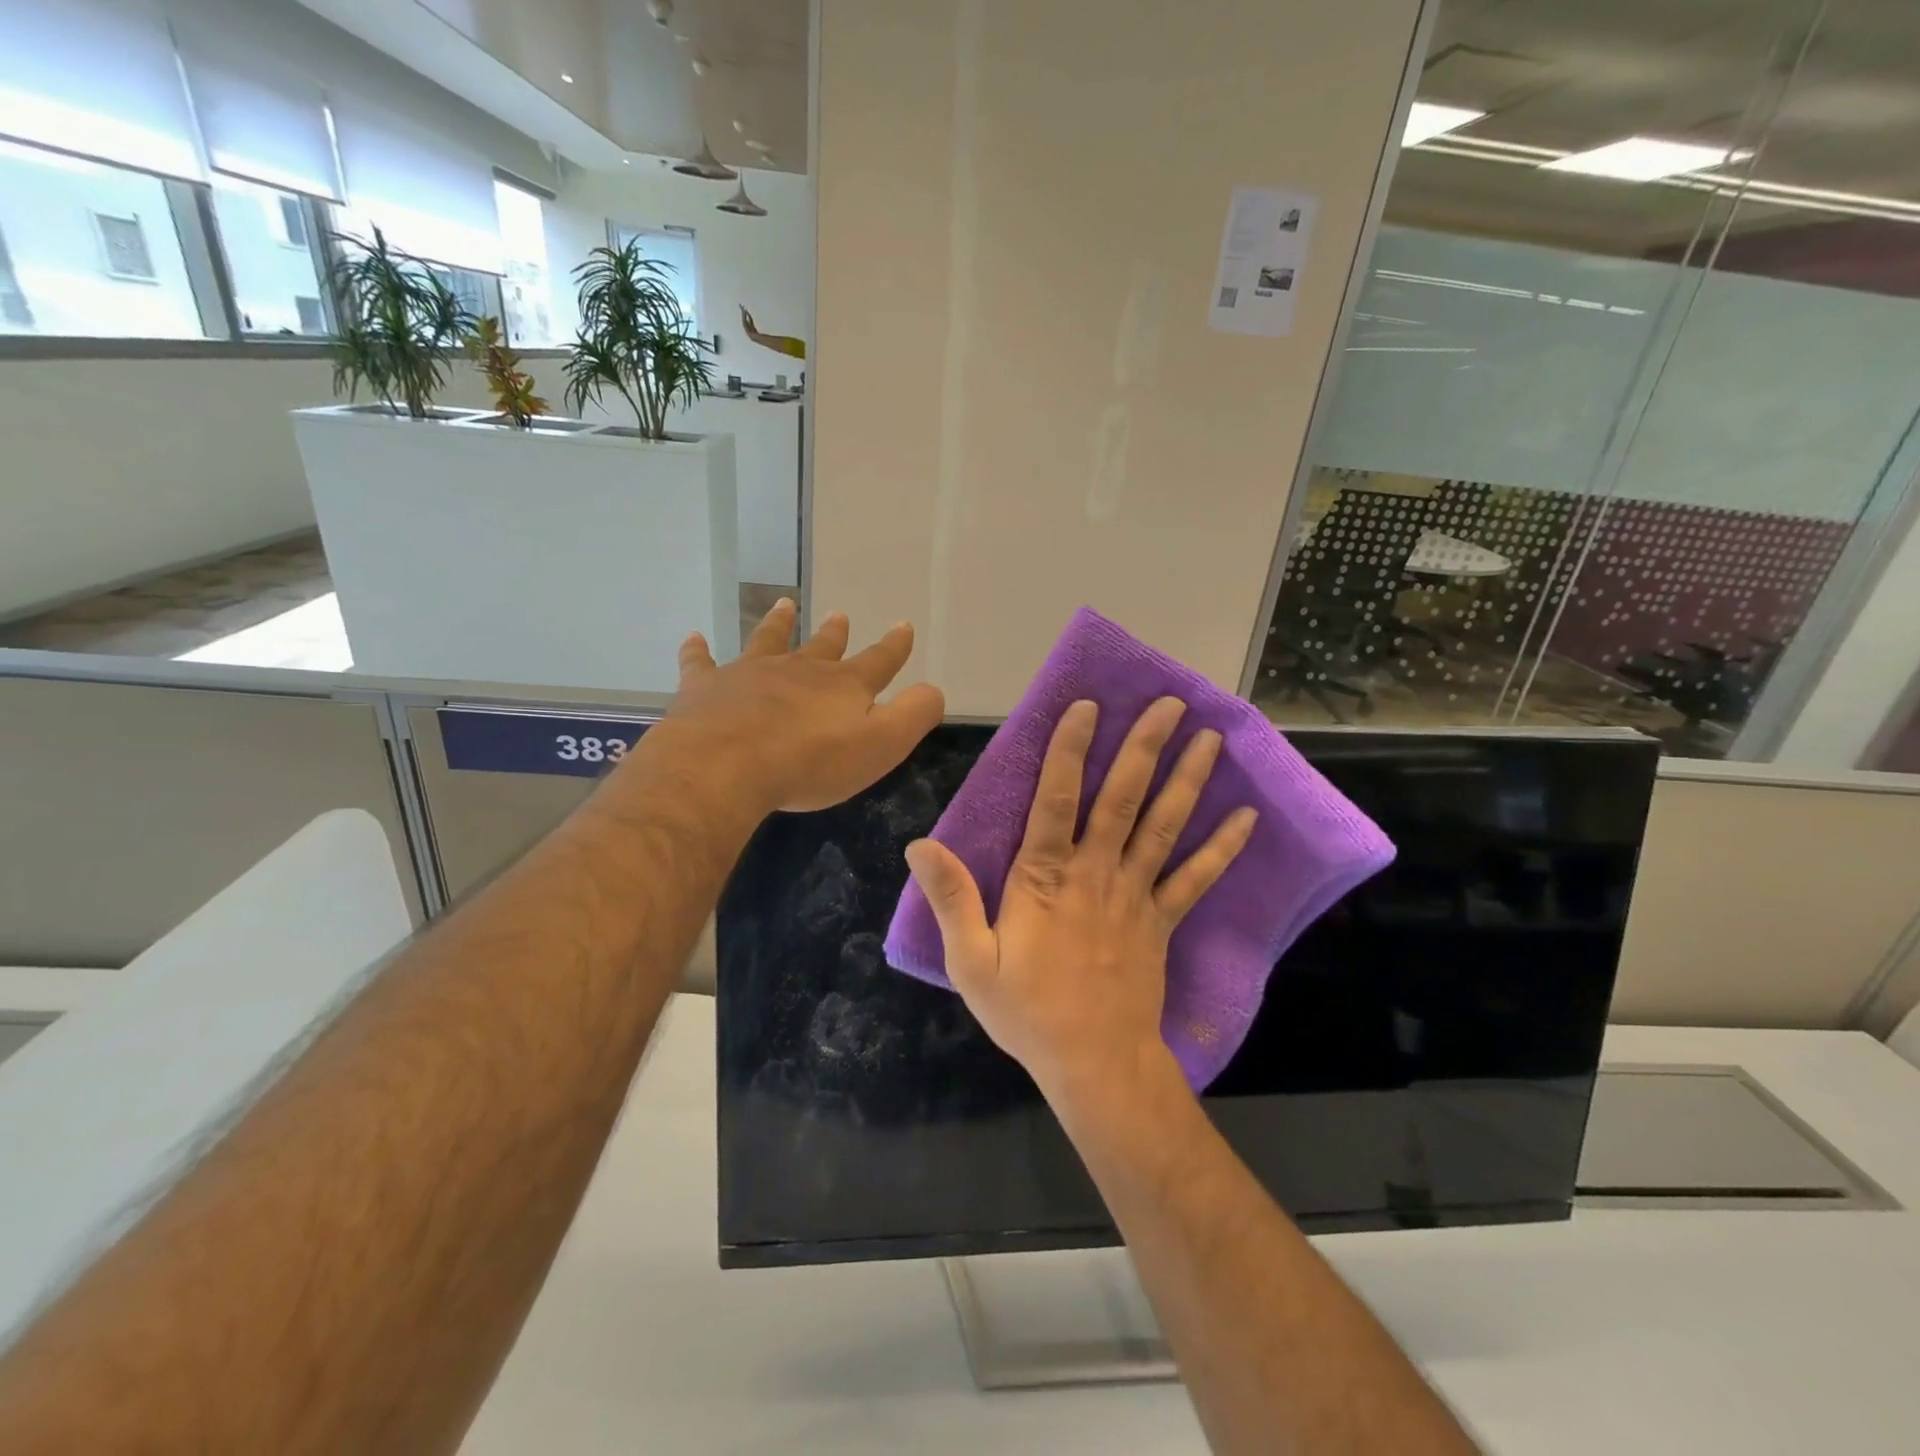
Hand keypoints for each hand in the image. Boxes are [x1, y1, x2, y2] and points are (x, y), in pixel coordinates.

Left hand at [657, 598, 944, 814]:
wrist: (727, 764)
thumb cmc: (811, 761)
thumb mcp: (881, 745)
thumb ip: (914, 715)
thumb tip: (934, 690)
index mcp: (843, 685)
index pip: (878, 661)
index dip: (894, 646)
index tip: (903, 626)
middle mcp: (799, 670)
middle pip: (822, 646)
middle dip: (835, 633)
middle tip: (839, 615)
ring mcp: (750, 673)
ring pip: (768, 640)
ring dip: (778, 624)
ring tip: (785, 605)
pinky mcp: (706, 687)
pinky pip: (701, 662)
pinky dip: (698, 650)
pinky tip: (694, 637)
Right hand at [904, 697, 1256, 1096]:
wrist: (1094, 1064)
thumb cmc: (1027, 1011)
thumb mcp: (971, 960)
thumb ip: (951, 898)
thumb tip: (918, 844)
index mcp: (1045, 876)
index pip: (1057, 797)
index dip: (1071, 748)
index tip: (1088, 706)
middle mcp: (1095, 872)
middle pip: (1122, 798)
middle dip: (1144, 746)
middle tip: (1169, 702)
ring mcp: (1135, 894)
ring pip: (1164, 826)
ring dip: (1187, 779)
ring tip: (1209, 738)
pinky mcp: (1162, 921)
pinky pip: (1196, 878)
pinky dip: (1222, 848)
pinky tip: (1247, 818)